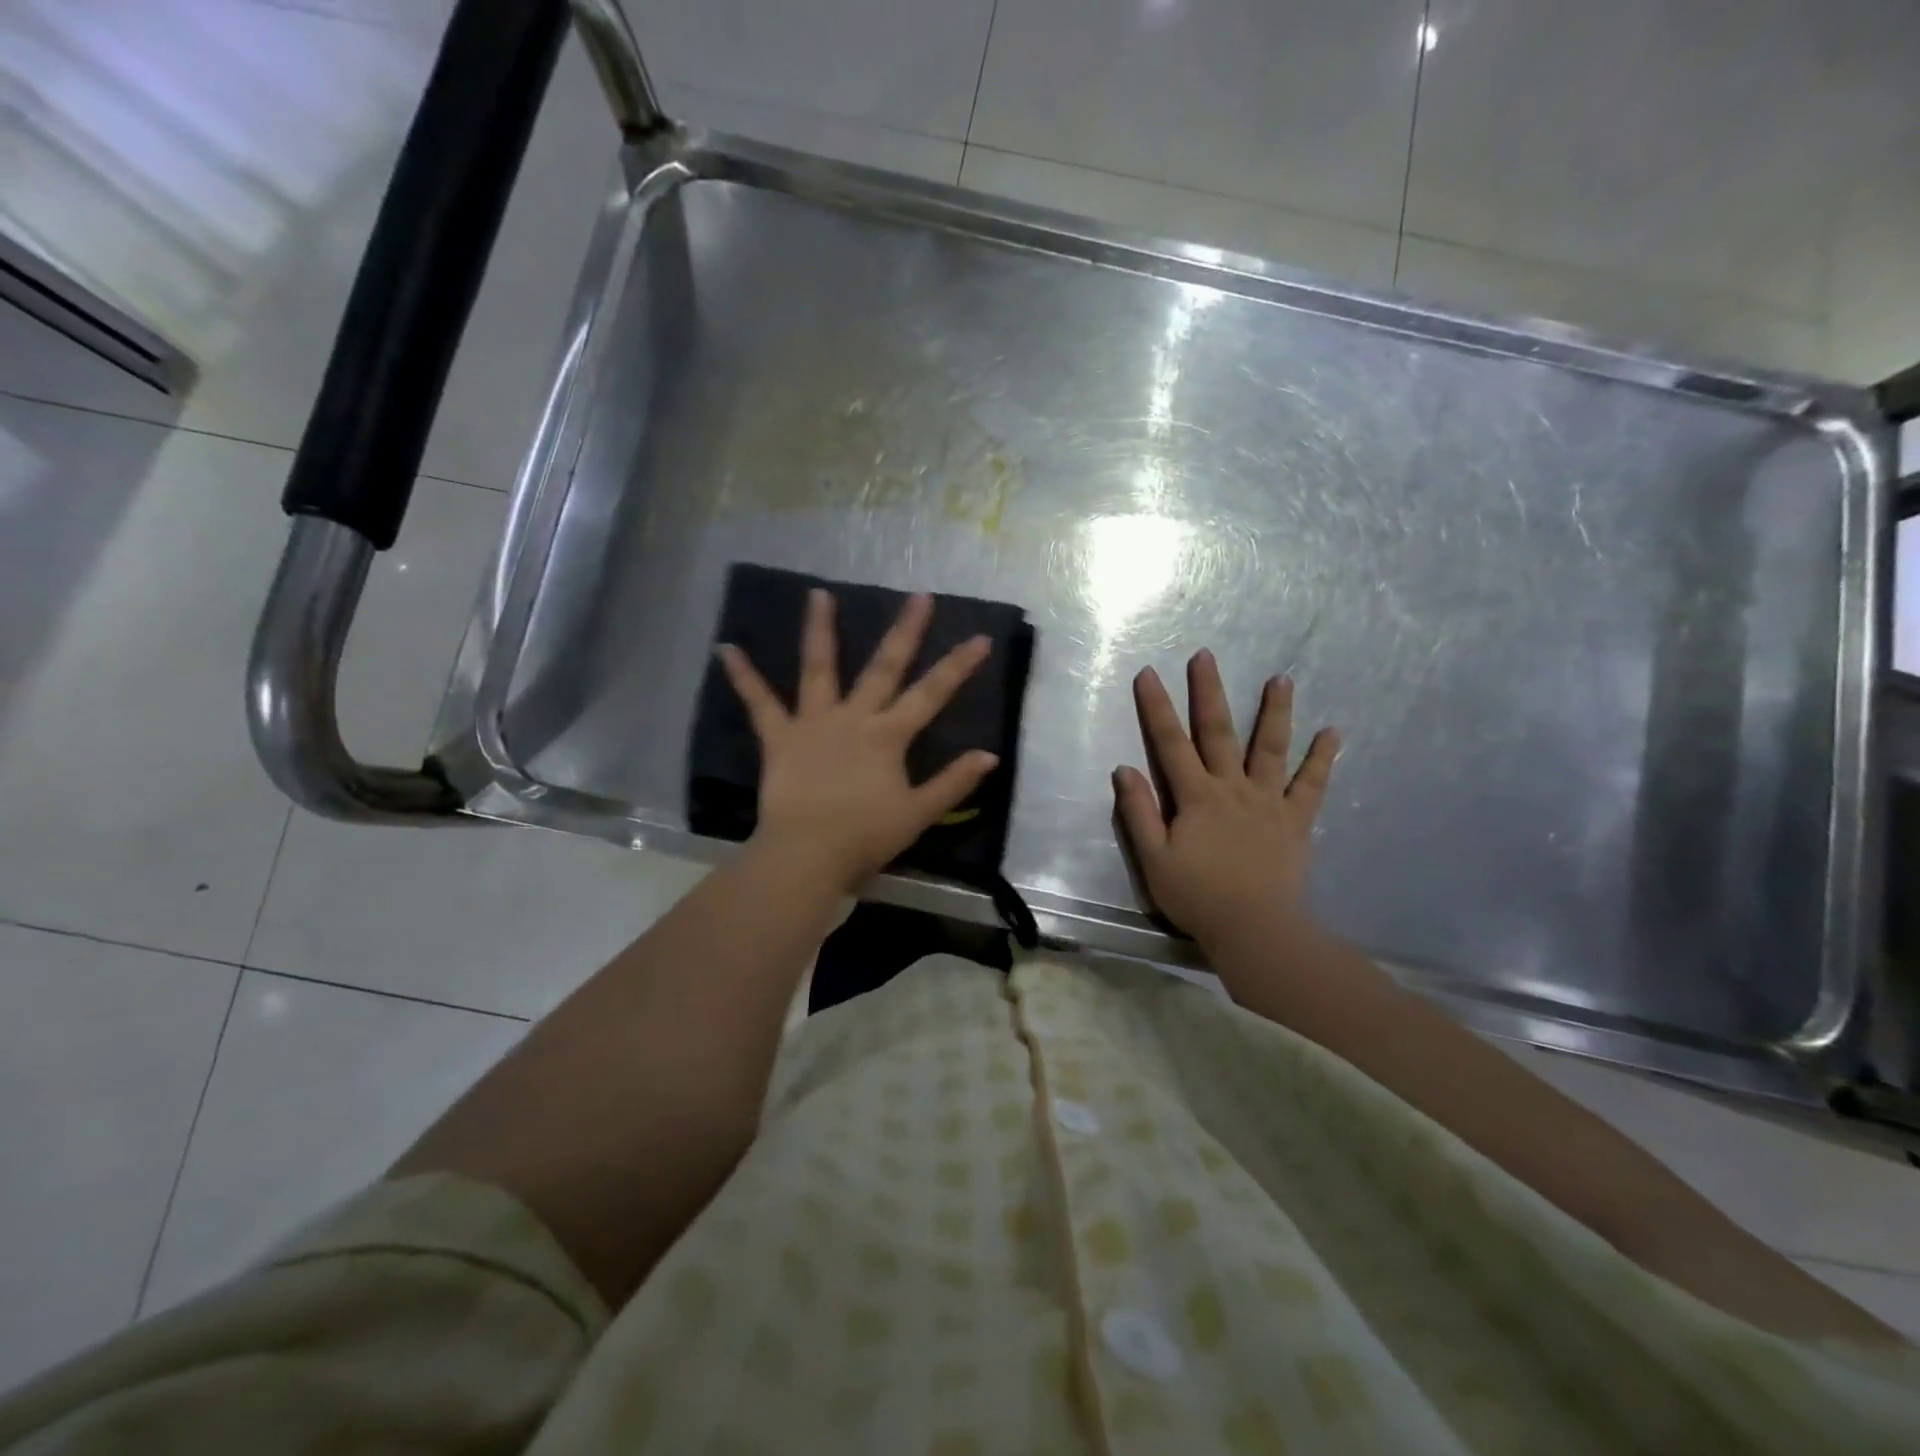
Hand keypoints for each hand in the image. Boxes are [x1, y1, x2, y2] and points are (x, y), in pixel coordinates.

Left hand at [717, 588, 997, 893]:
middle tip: (919, 596)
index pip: (932, 694)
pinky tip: (725, 648)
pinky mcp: (780, 737)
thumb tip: (989, 755)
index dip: (958, 666)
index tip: (980, 638)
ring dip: (820, 630)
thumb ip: (954, 782)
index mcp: (888, 735)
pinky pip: (759, 703)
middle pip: (884, 667)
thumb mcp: (919, 813)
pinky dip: (743, 676)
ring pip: (819, 668)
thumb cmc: (865, 836)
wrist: (807, 854)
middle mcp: (854, 717)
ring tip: (818, 593)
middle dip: (905, 631)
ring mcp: (814, 722)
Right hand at [1113, 649, 1339, 946]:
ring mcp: (1268, 802)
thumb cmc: (1197, 896)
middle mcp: (1232, 788)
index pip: (1170, 743)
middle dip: (1209, 692)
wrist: (1254, 929)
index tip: (1149, 673)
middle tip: (1206, 656)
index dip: (1157, 707)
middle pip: (1218, 732)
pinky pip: (1312, 785)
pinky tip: (1333, 733)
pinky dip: (1323, 759)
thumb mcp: (1153, 858)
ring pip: (1270, 748)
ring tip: (1281, 678)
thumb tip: (1124, 768)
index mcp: (1196, 797)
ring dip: (1274, 711)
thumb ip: (1138, 812)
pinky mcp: (1296, 821)